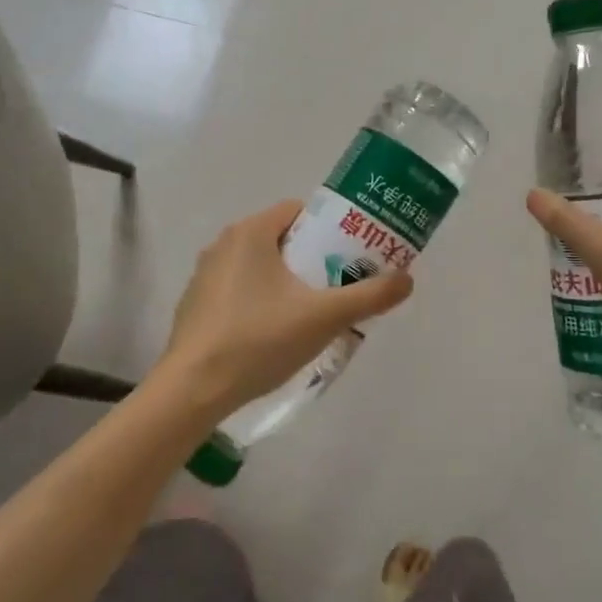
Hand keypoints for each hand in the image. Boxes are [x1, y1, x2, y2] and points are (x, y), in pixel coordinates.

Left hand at [157, 200, 414, 418]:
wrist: (193, 390)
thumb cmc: (258, 340)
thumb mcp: (323, 317)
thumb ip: (369, 296)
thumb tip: (408, 279)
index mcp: (250, 233)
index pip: (298, 211)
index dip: (330, 228)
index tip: (351, 254)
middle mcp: (223, 244)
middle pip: (281, 239)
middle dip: (313, 258)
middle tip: (340, 286)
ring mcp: (205, 276)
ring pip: (260, 267)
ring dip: (288, 282)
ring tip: (313, 313)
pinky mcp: (196, 305)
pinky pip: (239, 290)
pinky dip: (261, 301)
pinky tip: (274, 335)